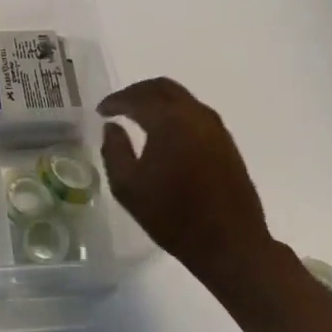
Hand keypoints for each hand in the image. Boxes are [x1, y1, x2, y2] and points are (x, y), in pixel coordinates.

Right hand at [99, 77, 276, 293]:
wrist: (230, 244)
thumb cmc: (173, 216)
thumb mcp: (128, 187)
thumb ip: (114, 150)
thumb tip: (112, 127)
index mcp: (169, 120)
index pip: (137, 97)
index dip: (115, 101)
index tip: (100, 111)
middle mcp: (195, 114)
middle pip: (162, 87)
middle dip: (137, 92)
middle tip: (119, 106)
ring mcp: (215, 127)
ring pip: (182, 98)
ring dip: (158, 101)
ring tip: (139, 117)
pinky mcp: (227, 143)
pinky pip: (195, 113)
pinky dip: (175, 113)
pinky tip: (166, 133)